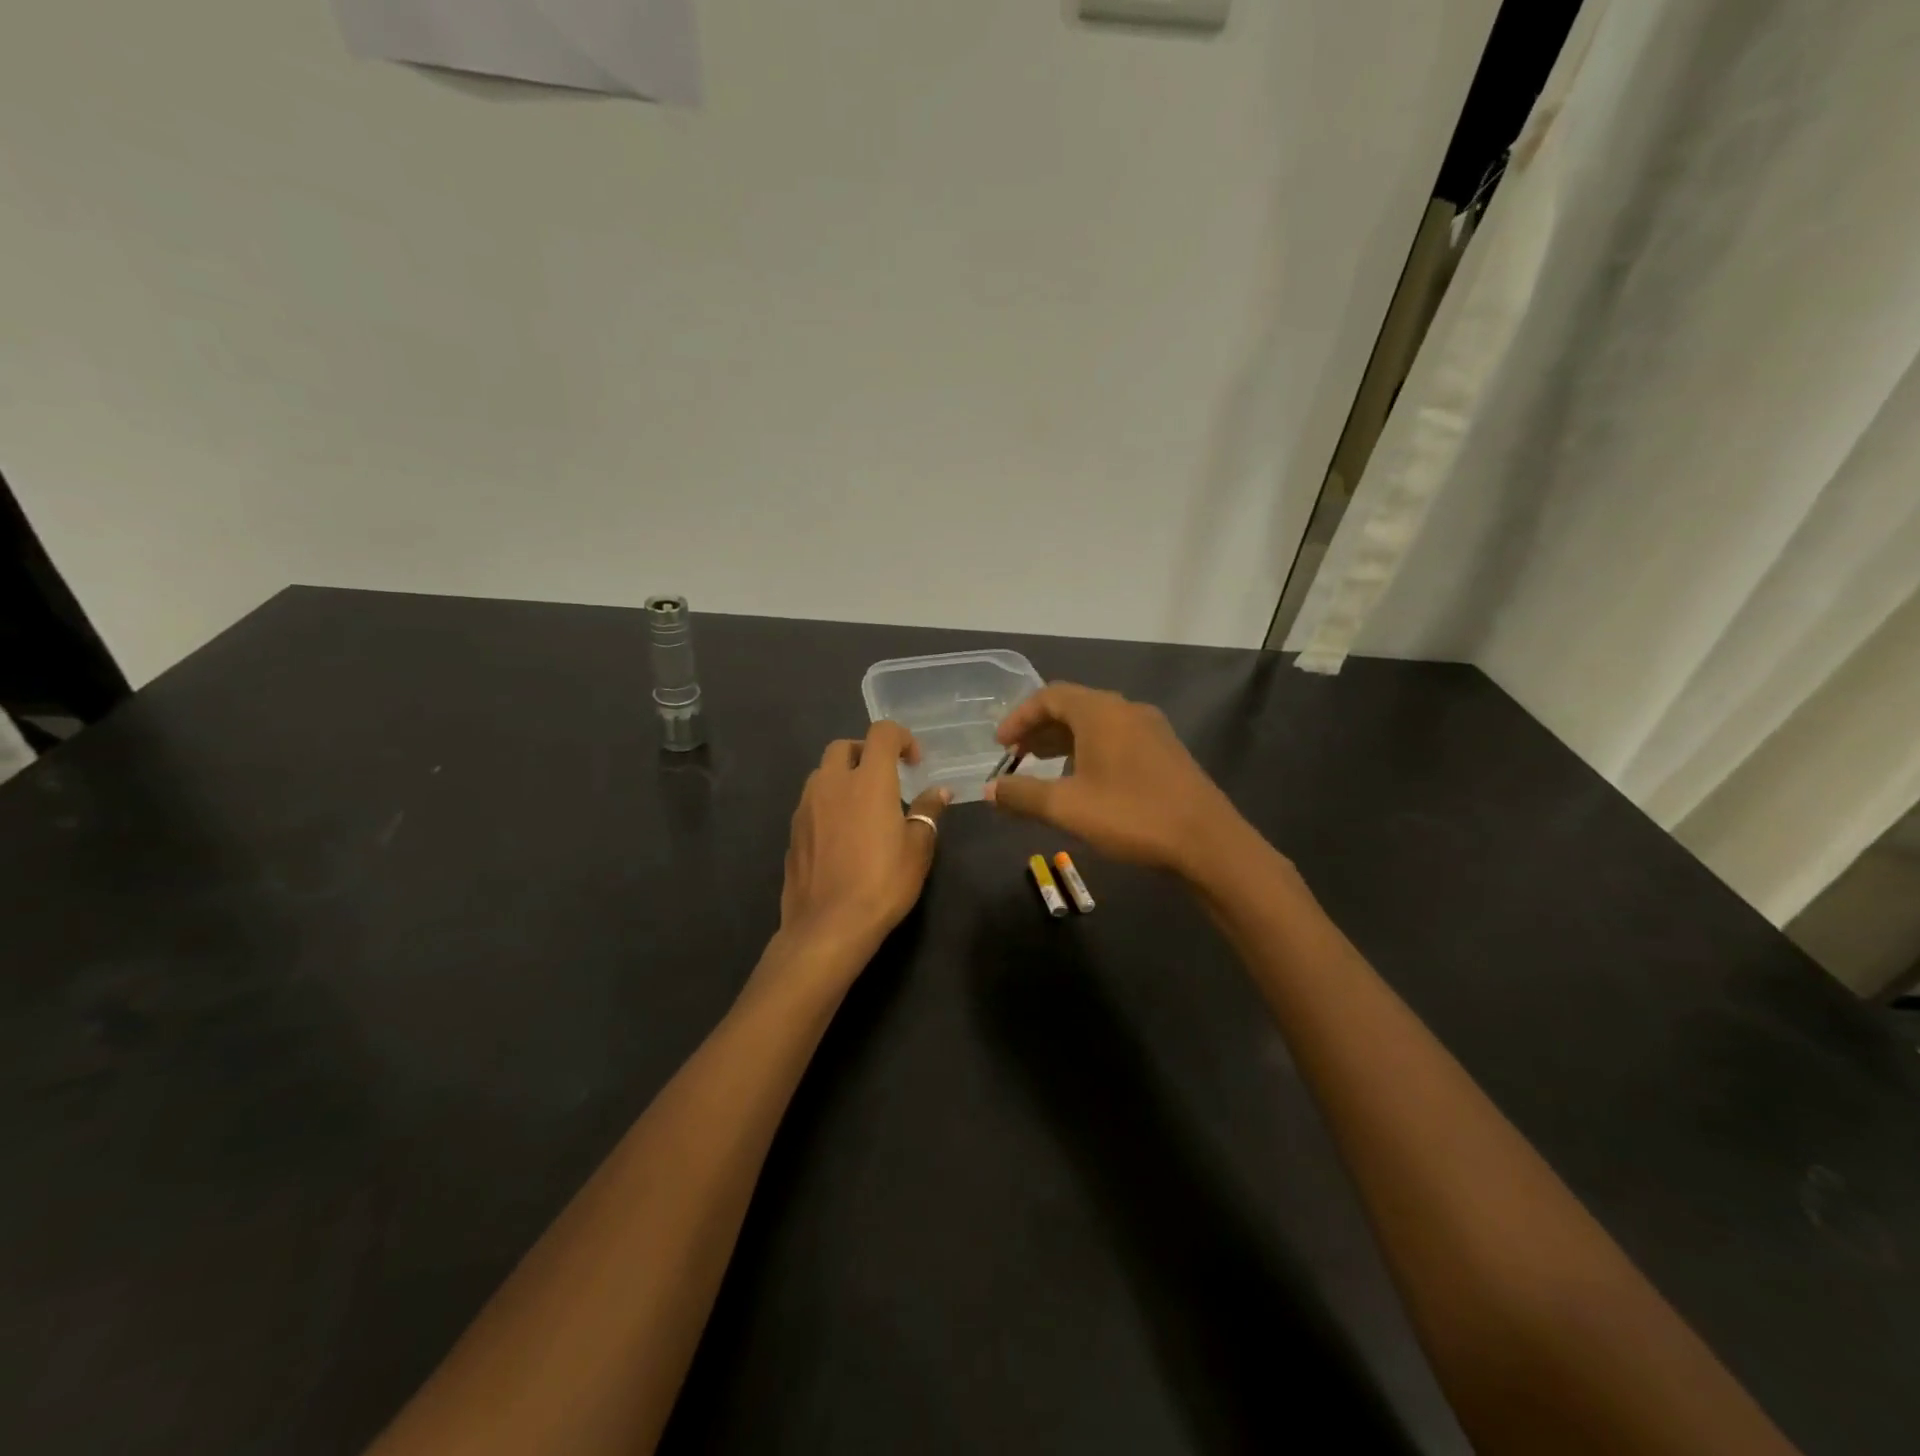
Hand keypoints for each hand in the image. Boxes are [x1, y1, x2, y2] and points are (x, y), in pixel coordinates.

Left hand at [777, 721, 949, 965]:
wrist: (828, 926)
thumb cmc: (882, 883)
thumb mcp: (918, 848)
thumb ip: (928, 812)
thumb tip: (939, 791)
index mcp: (868, 780)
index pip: (881, 733)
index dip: (901, 738)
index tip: (914, 763)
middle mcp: (832, 783)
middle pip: (843, 747)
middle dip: (865, 753)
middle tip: (885, 779)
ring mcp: (806, 807)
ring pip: (822, 774)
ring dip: (843, 778)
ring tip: (862, 808)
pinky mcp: (792, 831)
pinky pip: (811, 803)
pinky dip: (828, 805)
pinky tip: (842, 836)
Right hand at [984, 684, 1245, 879]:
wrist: (1207, 841)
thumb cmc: (1131, 816)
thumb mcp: (1067, 807)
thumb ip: (1023, 795)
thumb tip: (990, 790)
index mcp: (1101, 711)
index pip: (1049, 696)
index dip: (1019, 717)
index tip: (1000, 746)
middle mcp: (1126, 710)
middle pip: (1073, 707)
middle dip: (1039, 730)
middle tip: (1016, 758)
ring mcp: (1151, 729)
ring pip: (1096, 724)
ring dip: (1064, 742)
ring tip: (1042, 769)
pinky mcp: (1165, 751)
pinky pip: (1116, 739)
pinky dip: (1089, 751)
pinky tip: (1083, 781)